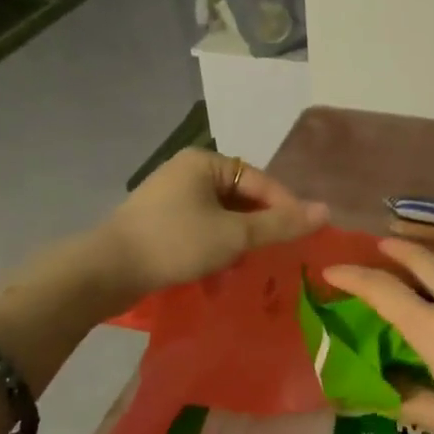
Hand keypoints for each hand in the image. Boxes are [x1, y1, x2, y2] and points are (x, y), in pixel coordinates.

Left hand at [95, 148, 327, 298]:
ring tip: (249, 264)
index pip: (260, 180)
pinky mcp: (160, 221)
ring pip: (222, 215)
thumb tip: (326, 211)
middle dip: (260, 226)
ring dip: (239, 239)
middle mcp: (187, 172)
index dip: (285, 206)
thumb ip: (280, 224)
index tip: (302, 234)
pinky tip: (222, 269)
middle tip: (277, 252)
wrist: (107, 270)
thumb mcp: (234, 235)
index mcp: (205, 163)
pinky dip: (217, 245)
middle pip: (242, 197)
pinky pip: (202, 227)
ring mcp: (171, 197)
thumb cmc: (176, 243)